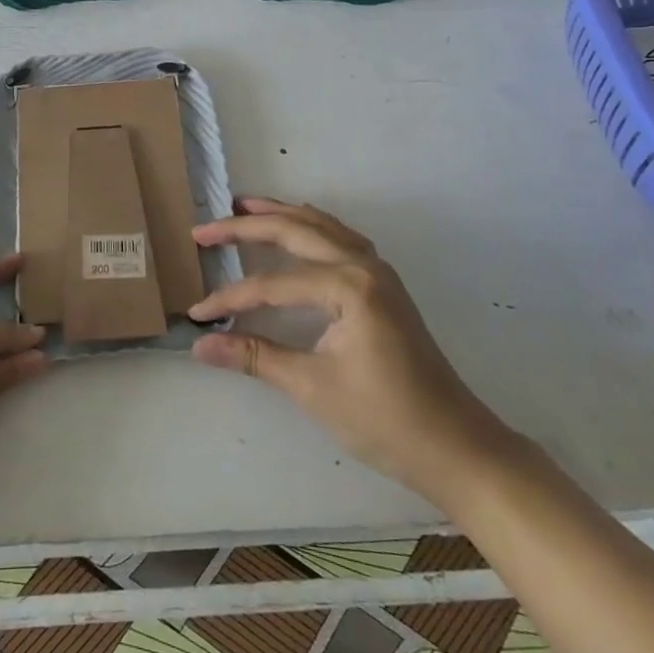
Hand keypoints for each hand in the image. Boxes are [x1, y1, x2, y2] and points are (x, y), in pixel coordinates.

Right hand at [189, 198, 505, 499]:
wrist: (455, 446)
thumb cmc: (384, 419)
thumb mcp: (311, 387)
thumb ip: (253, 356)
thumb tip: (199, 345)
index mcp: (348, 286)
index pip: (272, 284)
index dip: (231, 298)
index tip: (197, 314)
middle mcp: (364, 265)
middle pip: (295, 232)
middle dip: (246, 227)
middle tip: (204, 228)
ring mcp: (379, 272)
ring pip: (321, 227)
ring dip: (281, 215)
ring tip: (244, 206)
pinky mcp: (384, 285)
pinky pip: (340, 239)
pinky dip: (311, 228)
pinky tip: (297, 230)